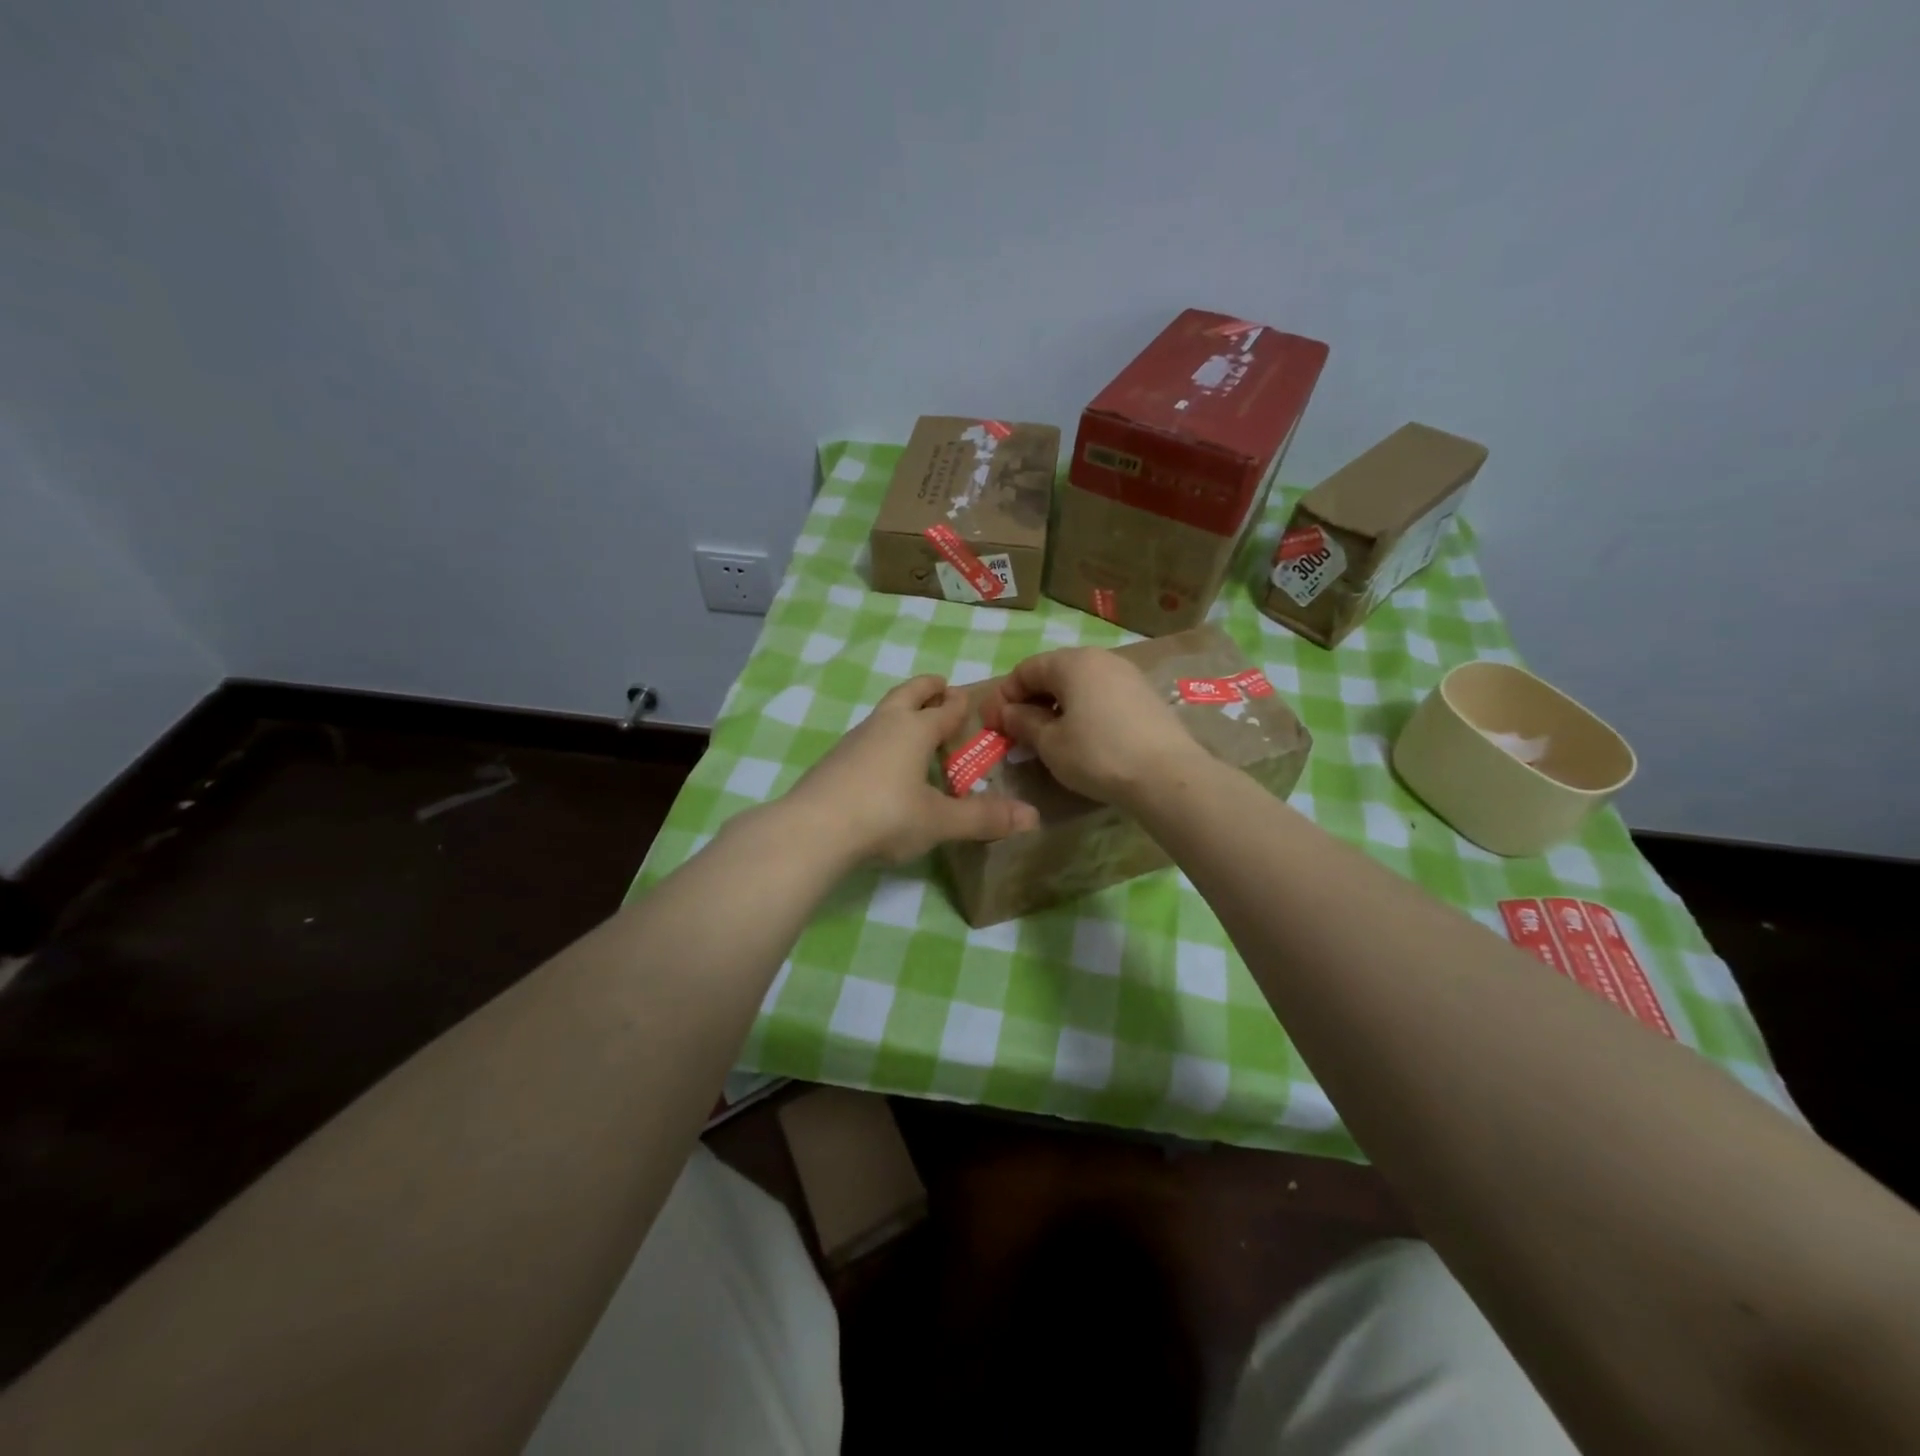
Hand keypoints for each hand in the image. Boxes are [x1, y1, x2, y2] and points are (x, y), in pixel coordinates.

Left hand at [782, 675, 1039, 865]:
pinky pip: (866, 738)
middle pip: (907, 694)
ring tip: (913, 726)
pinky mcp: (833, 761)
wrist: (813, 829)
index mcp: (914, 730)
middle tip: (940, 685)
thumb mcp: (940, 821)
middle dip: (926, 688)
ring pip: (883, 714)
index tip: (969, 697)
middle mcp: (884, 725)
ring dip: (901, 712)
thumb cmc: (886, 816)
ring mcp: (854, 741)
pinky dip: (881, 738)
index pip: (945, 709)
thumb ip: (984, 818)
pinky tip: (882, 762)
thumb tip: (1033, 817)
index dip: (960, 703)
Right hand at [977, 647, 1205, 803]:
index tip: (990, 724)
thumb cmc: (1098, 754)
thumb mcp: (1050, 743)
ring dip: (1055, 708)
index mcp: (1072, 662)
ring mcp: (1127, 676)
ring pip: (1079, 686)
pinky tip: (1079, 739)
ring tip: (1045, 738)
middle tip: (1014, 731)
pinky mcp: (1145, 697)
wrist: (1167, 776)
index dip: (1003, 696)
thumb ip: (1023, 723)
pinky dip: (1082, 712)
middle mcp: (1101, 659)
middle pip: (1053, 674)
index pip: (1025, 670)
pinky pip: (1101, 697)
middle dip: (1029, 701)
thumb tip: (1007, 713)